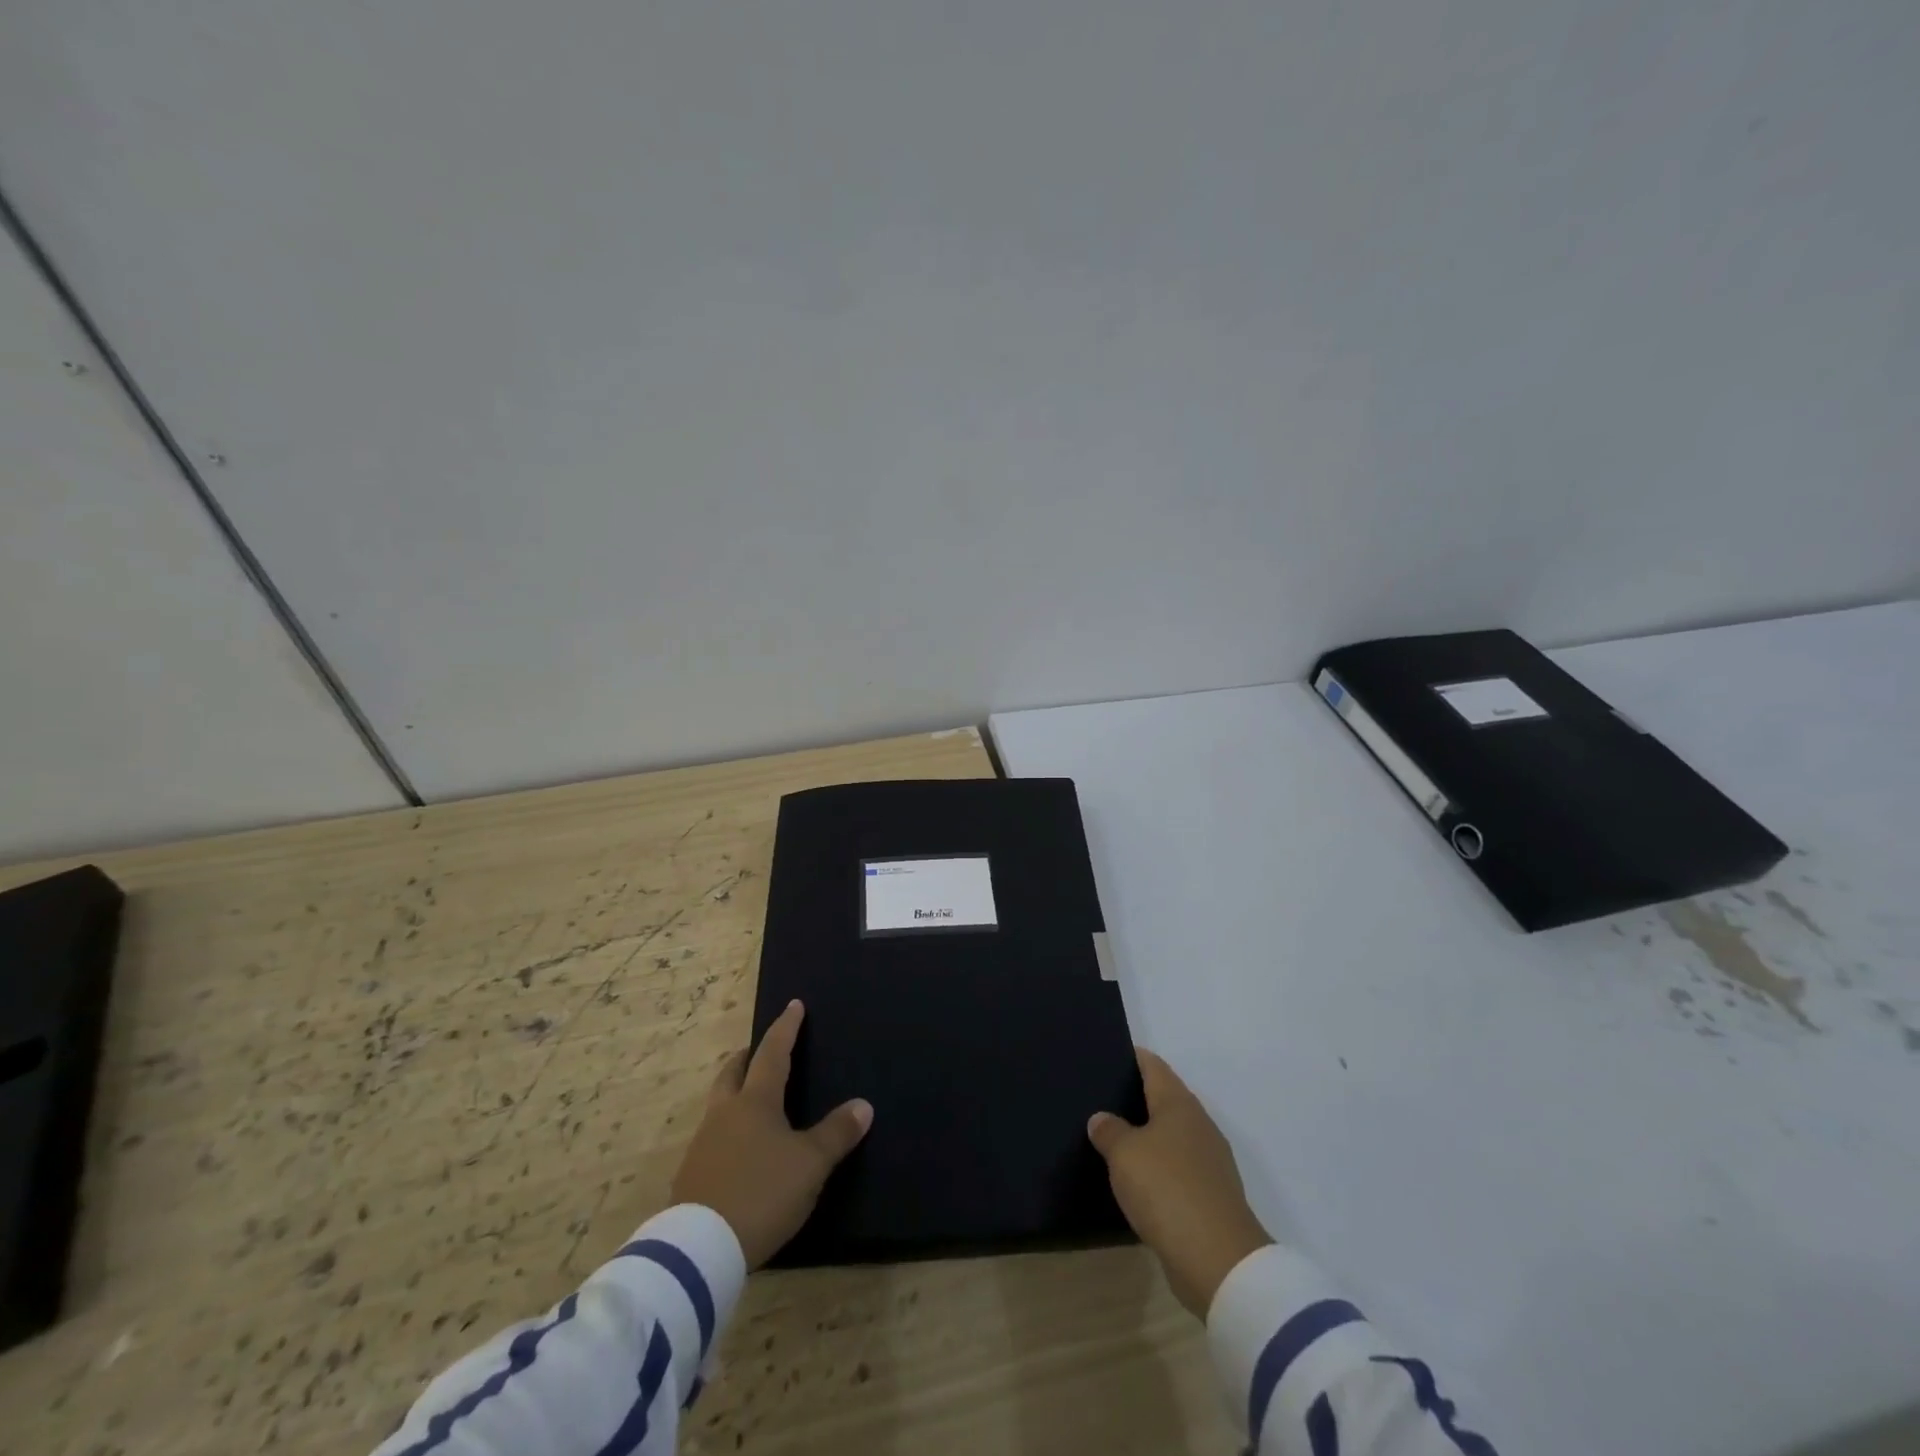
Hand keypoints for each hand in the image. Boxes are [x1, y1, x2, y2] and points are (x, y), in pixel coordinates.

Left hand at [671, 1000, 871, 1268]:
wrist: (700, 1249)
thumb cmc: (762, 1192)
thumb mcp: (810, 1164)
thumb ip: (836, 1133)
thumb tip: (863, 1105)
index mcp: (755, 1101)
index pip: (773, 1052)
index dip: (786, 1028)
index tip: (793, 1005)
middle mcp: (725, 1113)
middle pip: (733, 1072)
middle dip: (748, 1057)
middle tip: (759, 1050)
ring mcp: (702, 1144)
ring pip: (719, 1104)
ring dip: (735, 1092)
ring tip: (752, 1100)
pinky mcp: (691, 1176)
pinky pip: (712, 1137)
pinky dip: (727, 1129)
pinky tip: (738, 1148)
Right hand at [1088, 1048, 1271, 1316]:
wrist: (1218, 1261)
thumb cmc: (1167, 1190)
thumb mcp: (1124, 1155)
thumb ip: (1109, 1130)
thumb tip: (1101, 1118)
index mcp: (1179, 1104)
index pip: (1154, 1066)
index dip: (1133, 1057)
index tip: (1109, 1053)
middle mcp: (1198, 1125)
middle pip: (1166, 1099)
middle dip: (1138, 1096)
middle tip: (1102, 1096)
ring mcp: (1209, 1162)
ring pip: (1172, 1135)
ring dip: (1148, 1135)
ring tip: (1114, 1136)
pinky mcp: (1210, 1196)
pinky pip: (1178, 1168)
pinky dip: (1158, 1167)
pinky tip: (1137, 1178)